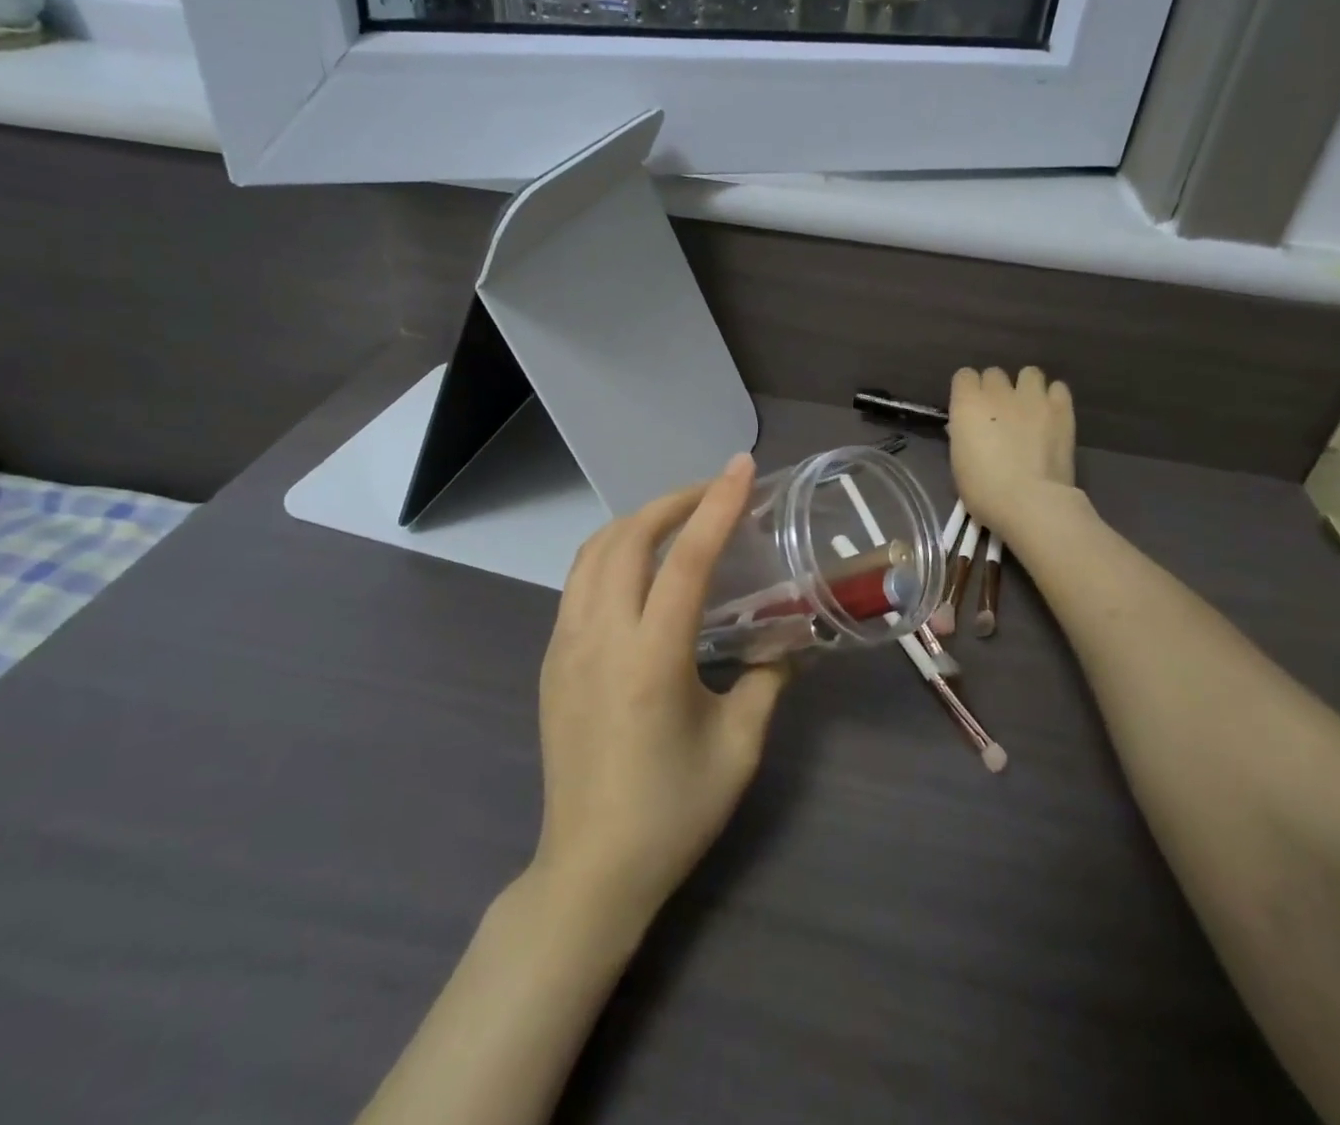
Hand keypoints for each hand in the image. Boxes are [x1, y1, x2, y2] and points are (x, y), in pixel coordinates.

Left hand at [531, 453, 787, 929]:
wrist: (589, 871)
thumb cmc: (672, 813)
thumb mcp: (739, 747)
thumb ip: (767, 680)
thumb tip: (787, 640)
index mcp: (651, 658)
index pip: (687, 559)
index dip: (716, 505)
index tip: (740, 467)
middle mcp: (600, 637)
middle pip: (628, 538)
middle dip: (672, 502)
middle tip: (713, 494)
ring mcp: (566, 646)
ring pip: (593, 553)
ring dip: (636, 523)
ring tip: (677, 520)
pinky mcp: (552, 660)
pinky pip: (579, 582)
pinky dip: (611, 553)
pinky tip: (640, 571)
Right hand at [949, 366, 1076, 535]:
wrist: (1030, 501)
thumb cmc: (984, 489)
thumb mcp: (959, 462)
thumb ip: (963, 434)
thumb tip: (967, 426)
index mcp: (967, 404)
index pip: (963, 376)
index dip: (967, 391)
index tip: (970, 409)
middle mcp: (998, 392)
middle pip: (995, 373)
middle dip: (996, 389)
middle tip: (1000, 413)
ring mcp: (1033, 397)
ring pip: (1029, 373)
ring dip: (1027, 388)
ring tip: (1030, 409)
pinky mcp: (1062, 408)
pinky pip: (1058, 388)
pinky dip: (1053, 398)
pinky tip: (1051, 416)